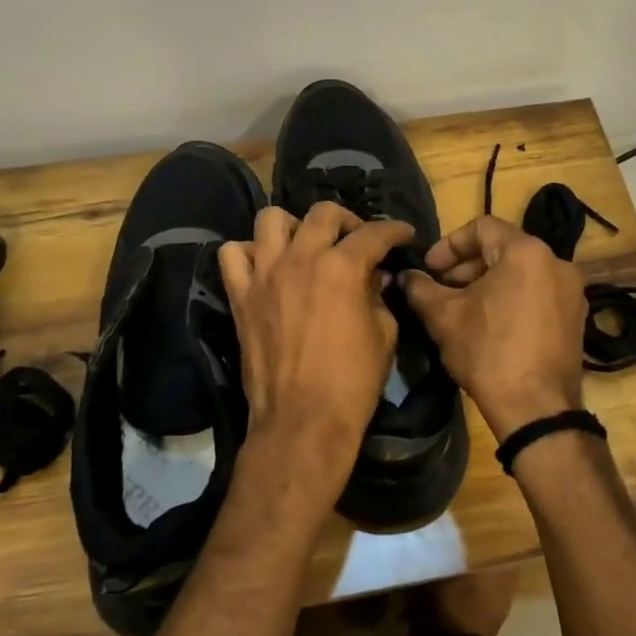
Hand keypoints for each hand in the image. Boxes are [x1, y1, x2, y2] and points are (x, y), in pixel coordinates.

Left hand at [219, 203, 414, 507]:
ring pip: (271, 219)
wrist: (302, 422)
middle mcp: (300, 259)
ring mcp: (264, 275)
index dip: (394, 230)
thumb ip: (380, 297)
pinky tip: (266, 266)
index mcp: (342, 268)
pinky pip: (232, 254)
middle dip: (347, 220)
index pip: (373, 234)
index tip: (404, 235)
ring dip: (294, 226)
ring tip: (306, 245)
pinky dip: (249, 252)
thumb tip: (377, 278)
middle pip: (323, 214)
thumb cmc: (352, 382)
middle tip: (357, 240)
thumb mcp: (384, 335)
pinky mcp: (240, 296)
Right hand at [400, 216, 587, 438]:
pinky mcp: (576, 318)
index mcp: (526, 252)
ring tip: (461, 308)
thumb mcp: (444, 317)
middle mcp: (557, 262)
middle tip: (440, 289)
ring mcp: (572, 291)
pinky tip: (489, 325)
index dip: (449, 244)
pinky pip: (538, 293)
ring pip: (521, 272)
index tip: (429, 268)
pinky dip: (511, 298)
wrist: (537, 409)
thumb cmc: (488, 353)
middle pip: (503, 248)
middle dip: (466, 266)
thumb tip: (407, 276)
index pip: (482, 227)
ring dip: (487, 283)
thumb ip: (421, 288)